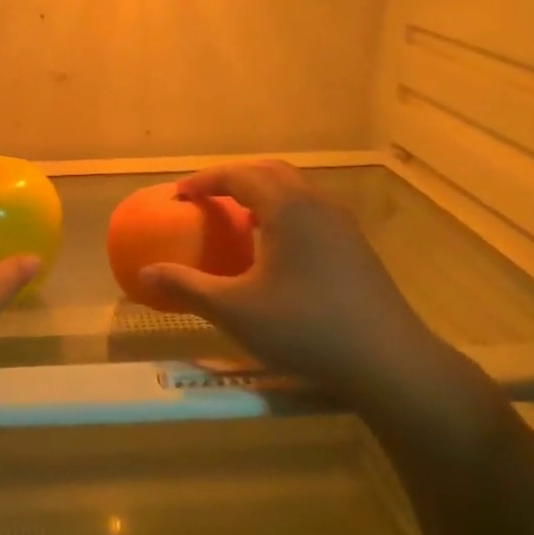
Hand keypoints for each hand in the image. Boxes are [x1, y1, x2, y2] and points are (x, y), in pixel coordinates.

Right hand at [138, 159, 442, 394]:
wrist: (388, 361)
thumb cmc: (306, 329)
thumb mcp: (236, 311)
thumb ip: (187, 287)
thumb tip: (145, 274)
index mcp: (288, 209)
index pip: (239, 175)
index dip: (205, 180)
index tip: (179, 195)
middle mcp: (317, 205)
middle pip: (270, 172)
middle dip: (234, 179)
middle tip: (206, 198)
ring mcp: (342, 224)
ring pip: (296, 191)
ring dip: (262, 195)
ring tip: (237, 220)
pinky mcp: (356, 247)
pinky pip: (311, 211)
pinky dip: (283, 213)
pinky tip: (275, 250)